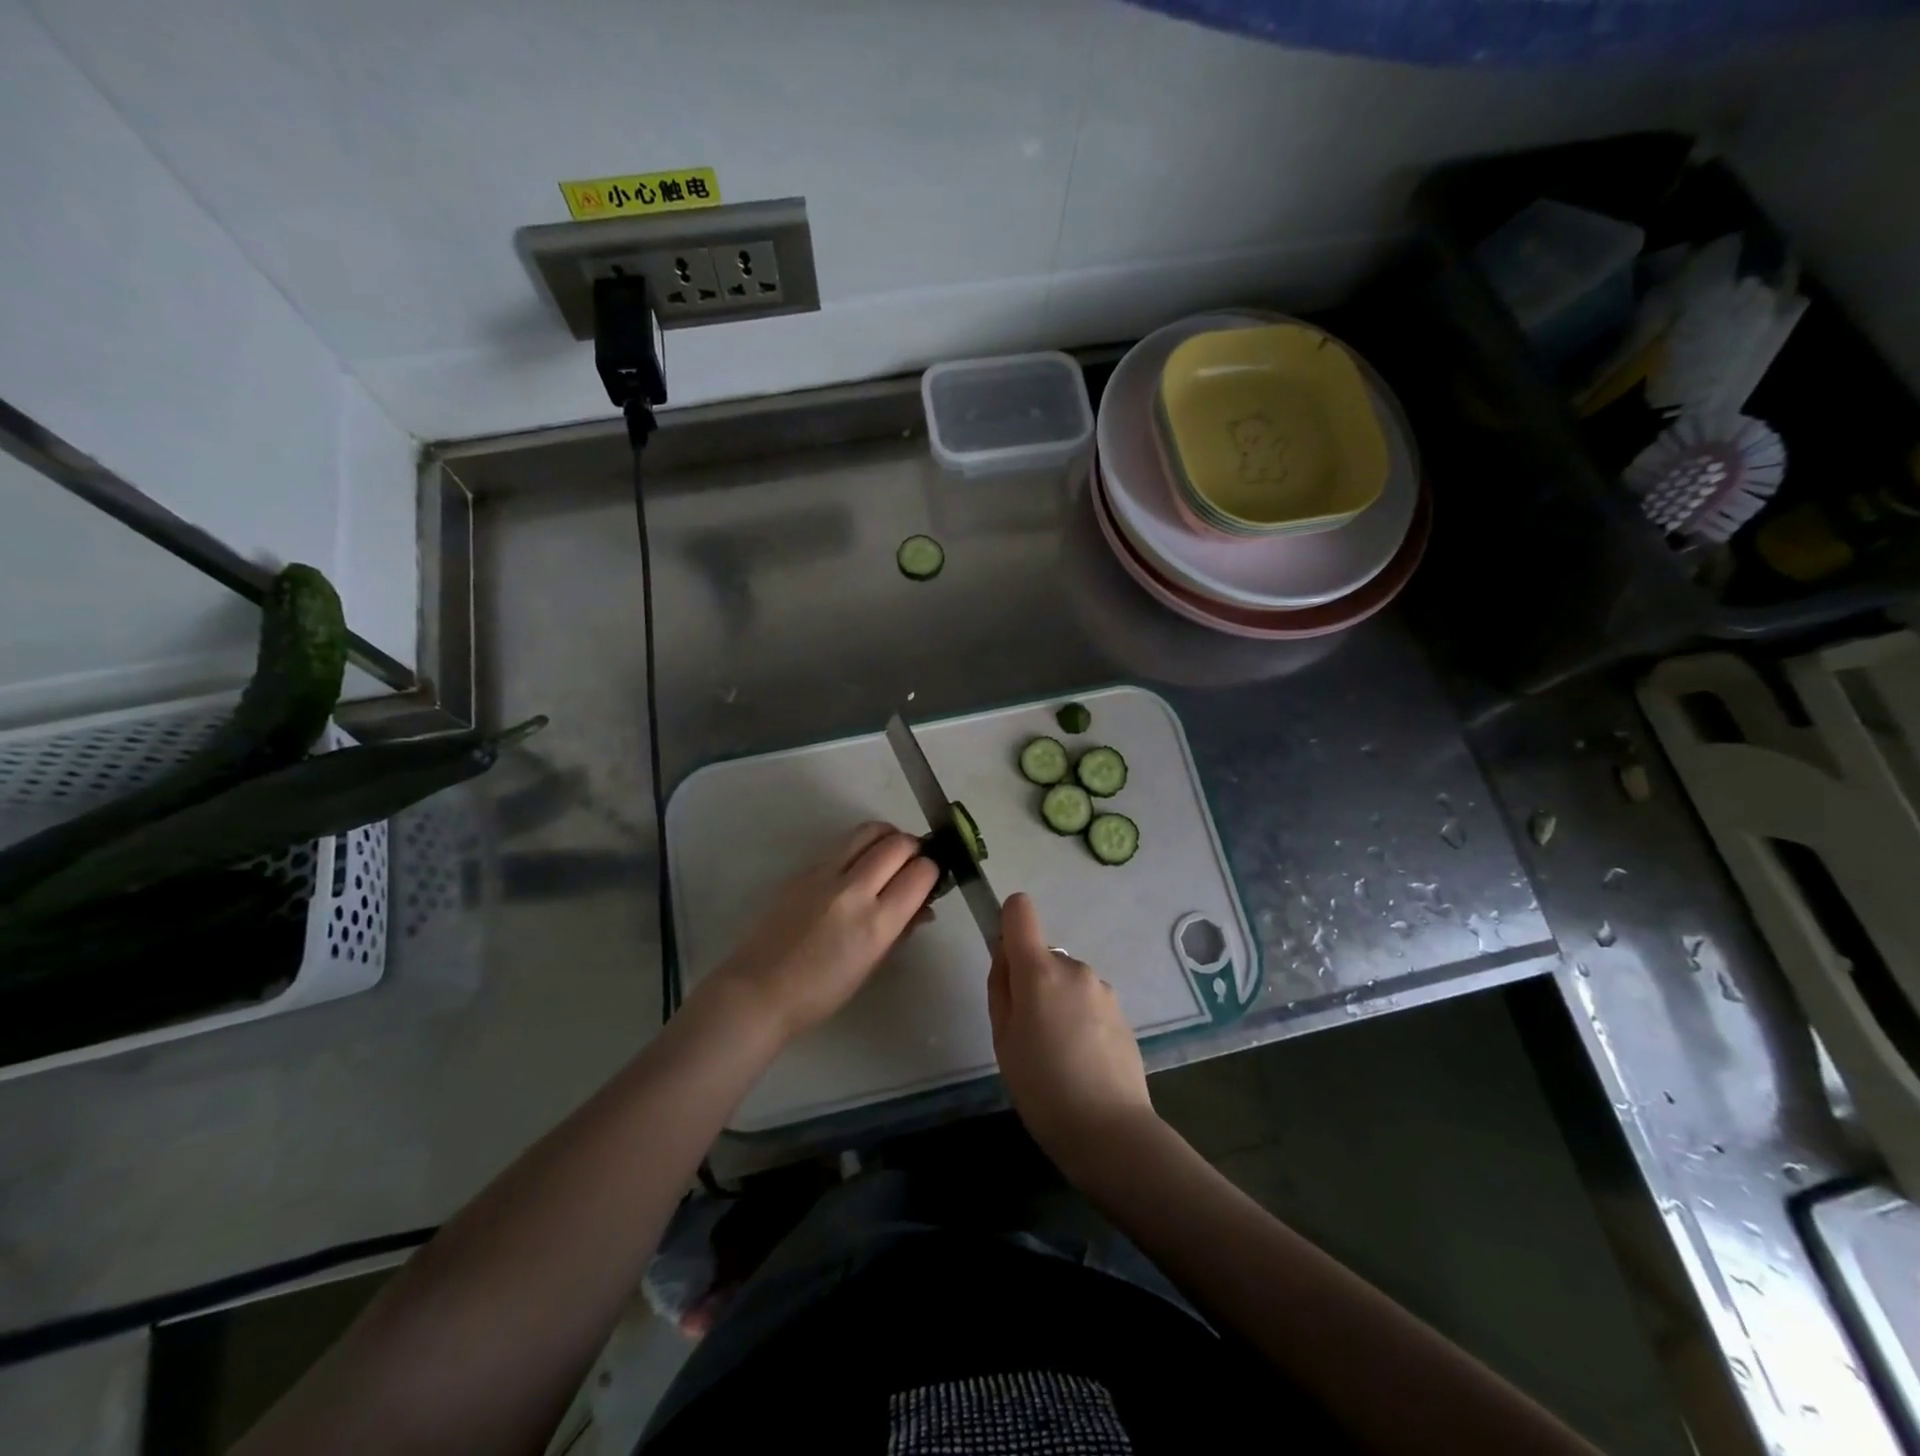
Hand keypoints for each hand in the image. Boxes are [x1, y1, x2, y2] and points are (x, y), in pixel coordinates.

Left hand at [699, 821, 939, 1043]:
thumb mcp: (871, 966)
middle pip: (897, 844)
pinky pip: (842, 846)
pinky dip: (860, 848)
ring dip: (888, 837)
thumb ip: (901, 930)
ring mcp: (825, 875)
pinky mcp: (803, 870)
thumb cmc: (821, 992)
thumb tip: (923, 906)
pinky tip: (857, 868)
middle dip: (914, 848)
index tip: (930, 878)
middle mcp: (853, 890)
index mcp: (876, 923)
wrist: (759, 990)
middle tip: (913, 862)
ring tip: (889, 853)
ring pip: (868, 831)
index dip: (932, 871)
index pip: (920, 874)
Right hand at [988, 893, 1156, 1178]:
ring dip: (1057, 1001)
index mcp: (1040, 970)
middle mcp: (1074, 968)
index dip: (1007, 924)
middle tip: (1027, 1032)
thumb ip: (1001, 988)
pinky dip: (1078, 1018)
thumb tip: (1006, 956)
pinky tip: (1080, 1060)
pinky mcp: (1121, 1012)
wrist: (1109, 1131)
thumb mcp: (1003, 1039)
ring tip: (1056, 1053)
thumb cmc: (1042, 1087)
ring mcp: (1102, 989)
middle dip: (1031, 981)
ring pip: (1066, 981)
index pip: (1020, 911)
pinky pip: (1087, 1001)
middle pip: (1042, 955)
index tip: (1004, 961)